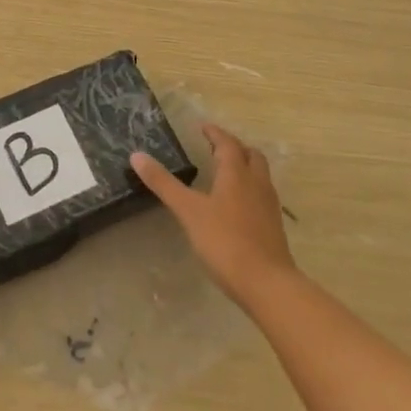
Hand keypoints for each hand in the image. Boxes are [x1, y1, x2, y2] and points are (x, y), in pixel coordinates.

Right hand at [131, 123, 294, 307]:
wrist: (267, 283)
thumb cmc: (224, 241)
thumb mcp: (188, 211)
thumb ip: (164, 183)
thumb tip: (136, 155)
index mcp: (236, 173)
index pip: (227, 144)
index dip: (215, 133)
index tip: (203, 127)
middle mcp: (257, 183)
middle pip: (251, 155)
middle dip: (234, 147)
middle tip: (216, 148)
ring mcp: (269, 205)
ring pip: (260, 174)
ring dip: (245, 166)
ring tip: (226, 173)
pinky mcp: (274, 226)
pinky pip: (262, 195)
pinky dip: (249, 188)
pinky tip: (236, 205)